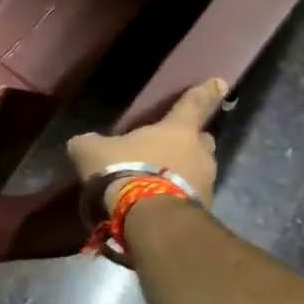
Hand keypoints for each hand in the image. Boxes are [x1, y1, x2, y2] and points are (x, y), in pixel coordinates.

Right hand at [65, 77, 226, 211]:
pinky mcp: (204, 213)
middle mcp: (199, 153)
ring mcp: (206, 185)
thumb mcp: (92, 151)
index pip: (193, 104)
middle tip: (172, 146)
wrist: (149, 220)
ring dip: (184, 173)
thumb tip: (83, 143)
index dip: (204, 92)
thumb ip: (90, 143)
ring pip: (199, 171)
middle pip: (202, 140)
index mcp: (177, 130)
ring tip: (159, 181)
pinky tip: (157, 205)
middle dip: (191, 141)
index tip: (219, 82)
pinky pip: (191, 198)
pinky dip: (177, 197)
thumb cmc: (125, 171)